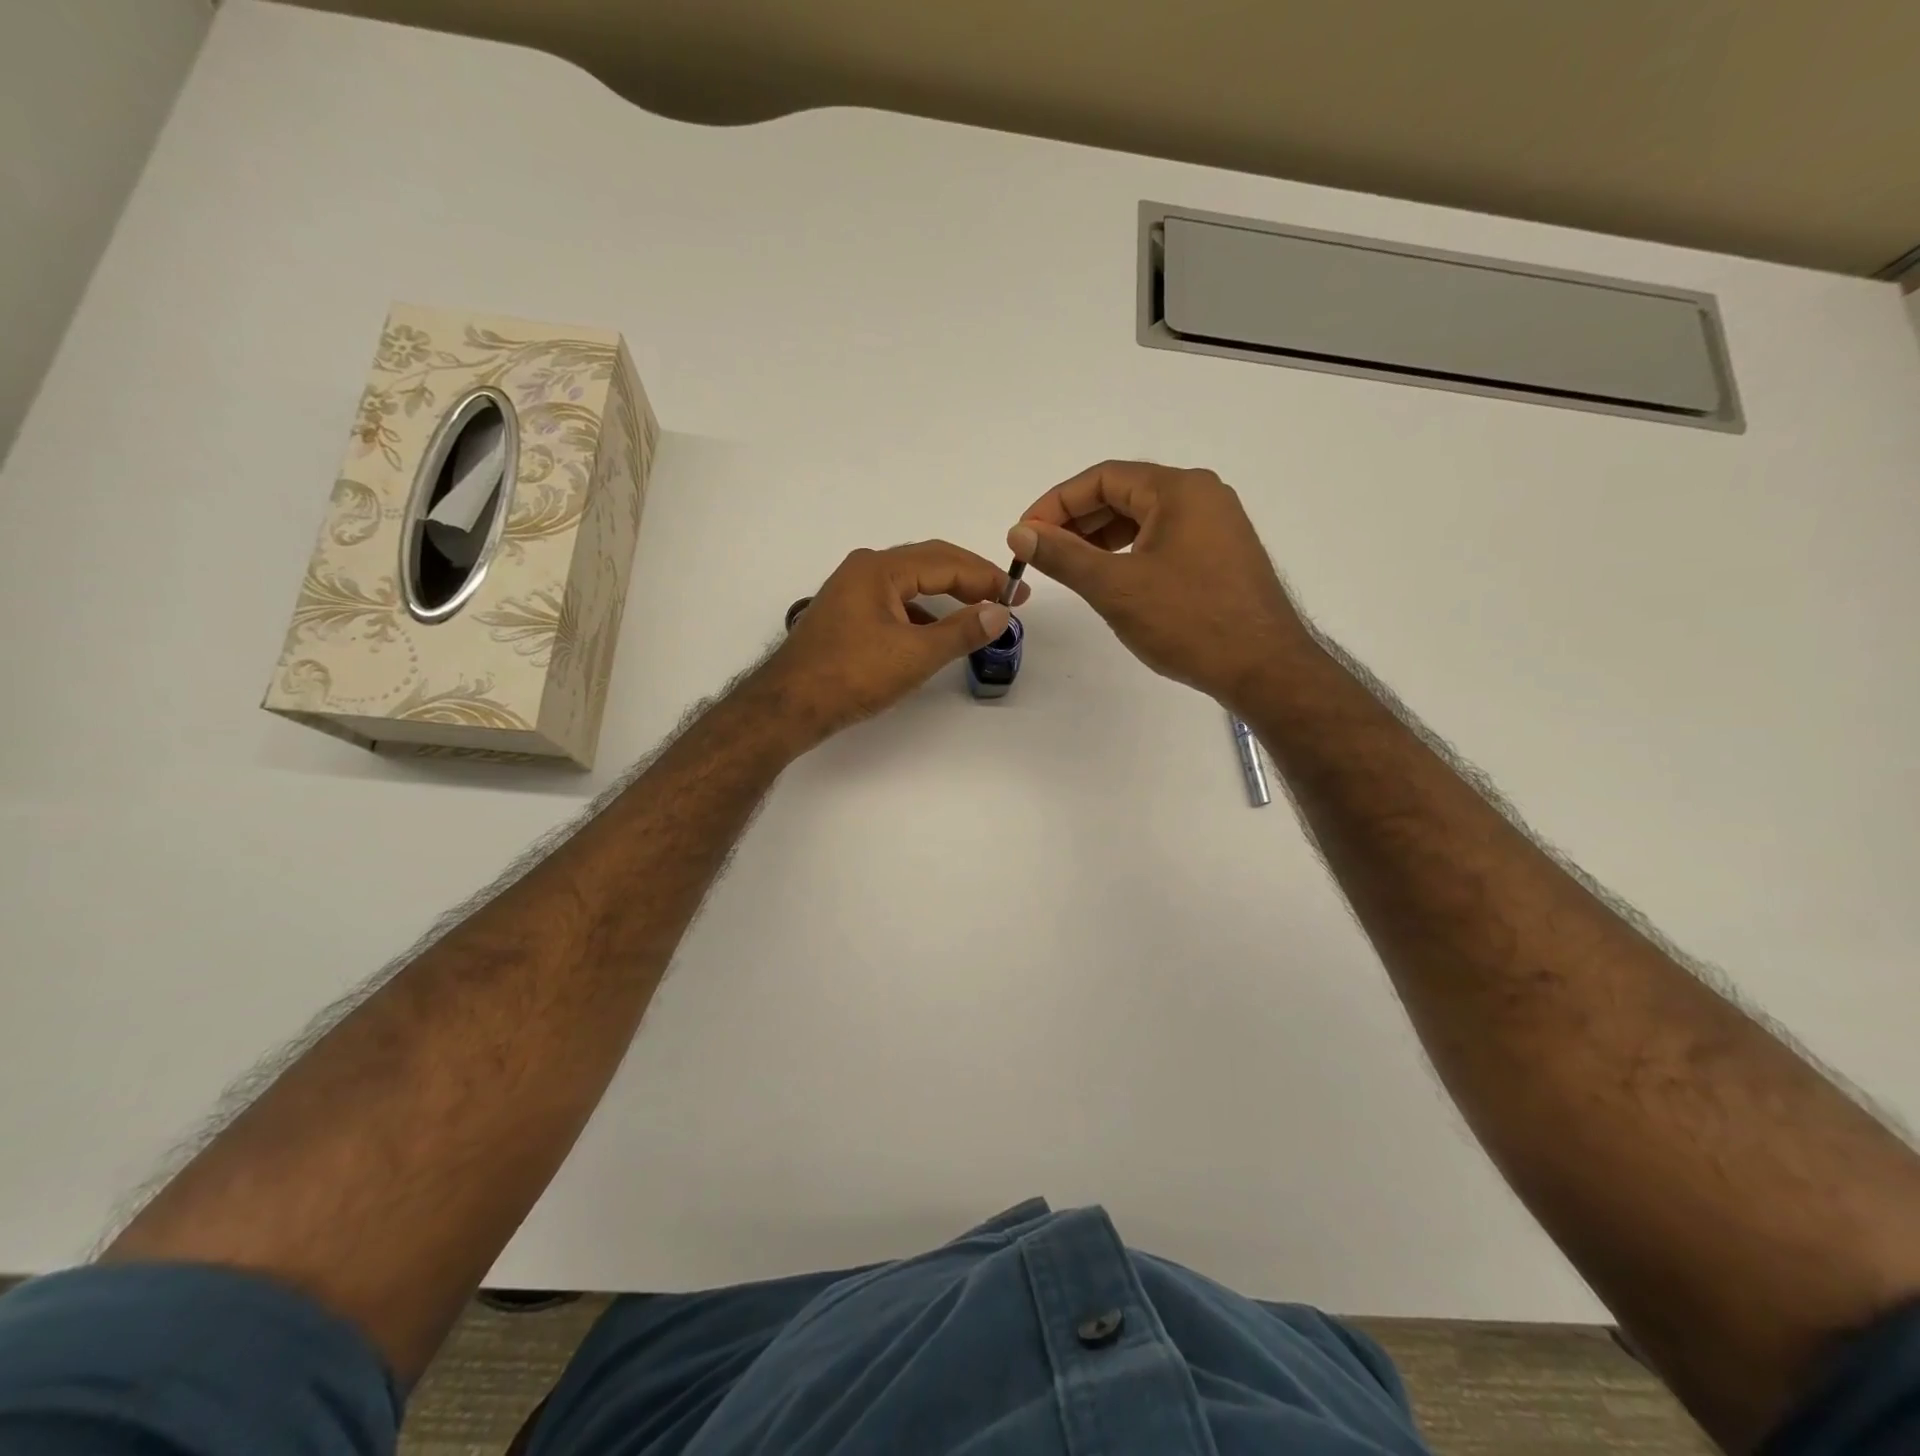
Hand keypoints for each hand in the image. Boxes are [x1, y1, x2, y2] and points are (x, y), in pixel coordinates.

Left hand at [755, 540, 1029, 746]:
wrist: (788, 707)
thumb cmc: (851, 676)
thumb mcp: (914, 655)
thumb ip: (961, 632)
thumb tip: (1000, 612)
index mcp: (879, 569)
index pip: (946, 562)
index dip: (987, 577)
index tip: (1020, 594)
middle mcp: (864, 570)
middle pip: (928, 564)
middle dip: (970, 579)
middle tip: (1006, 597)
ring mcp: (851, 592)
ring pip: (911, 584)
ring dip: (946, 596)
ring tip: (978, 613)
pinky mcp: (846, 615)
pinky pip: (894, 603)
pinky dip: (922, 613)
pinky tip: (935, 633)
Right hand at [1008, 460, 1309, 708]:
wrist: (1264, 668)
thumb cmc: (1188, 621)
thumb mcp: (1115, 587)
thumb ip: (1063, 556)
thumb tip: (1019, 533)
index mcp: (1179, 489)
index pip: (1103, 478)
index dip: (1056, 503)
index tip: (1025, 534)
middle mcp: (1202, 495)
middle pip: (1124, 493)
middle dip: (1077, 521)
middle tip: (1041, 552)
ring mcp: (1217, 525)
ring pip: (1144, 518)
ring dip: (1101, 537)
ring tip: (1069, 566)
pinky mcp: (1221, 554)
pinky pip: (1164, 538)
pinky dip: (1130, 551)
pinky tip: (1112, 577)